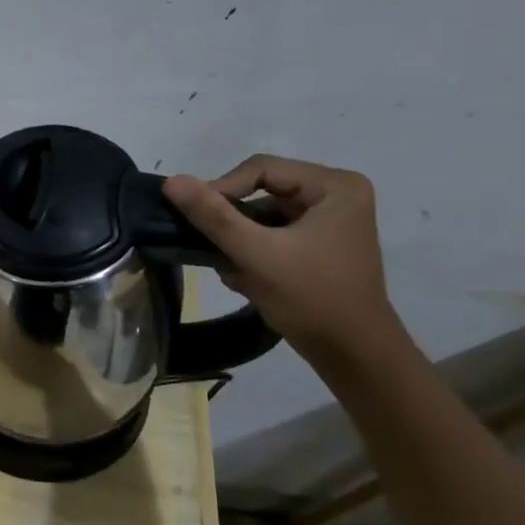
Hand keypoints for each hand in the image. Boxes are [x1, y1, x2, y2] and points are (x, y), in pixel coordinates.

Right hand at [162, 155, 403, 356]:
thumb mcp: (256, 253)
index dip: (223, 189)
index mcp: (335, 186)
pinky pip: (274, 235)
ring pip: (264, 216)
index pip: (262, 169)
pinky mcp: (320, 245)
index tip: (196, 220)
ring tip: (231, 268)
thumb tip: (171, 180)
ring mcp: (330, 222)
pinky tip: (246, 278)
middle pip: (263, 192)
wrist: (353, 355)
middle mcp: (337, 195)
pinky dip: (254, 252)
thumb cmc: (311, 298)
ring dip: (240, 241)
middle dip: (234, 223)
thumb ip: (213, 215)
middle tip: (212, 247)